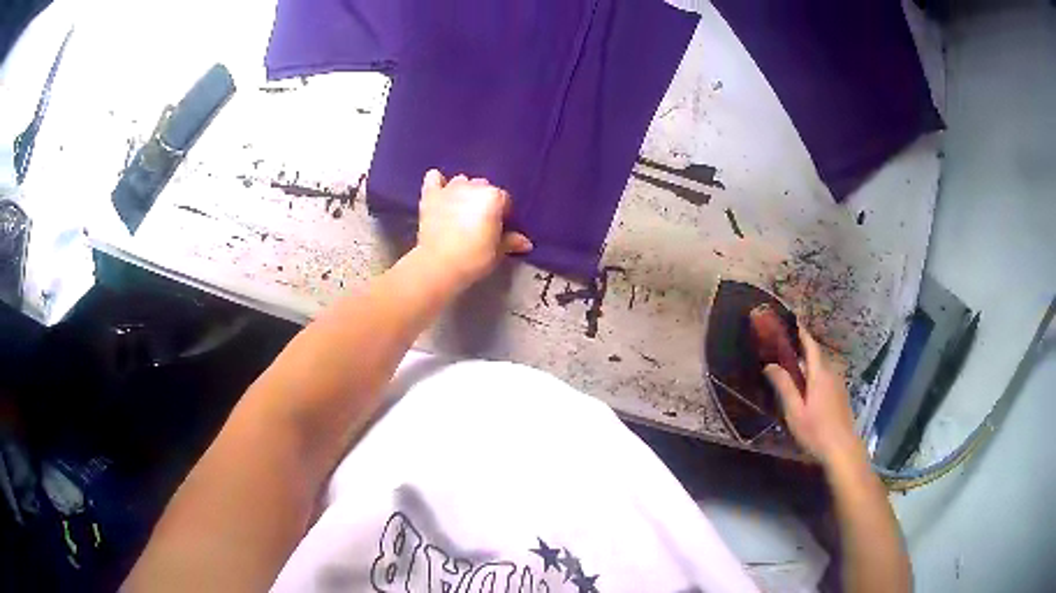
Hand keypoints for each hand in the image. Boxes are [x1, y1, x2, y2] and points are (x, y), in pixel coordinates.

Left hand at [416, 169, 532, 286]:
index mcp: (494, 198)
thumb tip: (526, 243)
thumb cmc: (473, 258)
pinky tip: (441, 193)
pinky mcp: (431, 195)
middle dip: (483, 201)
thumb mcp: (497, 253)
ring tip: (460, 209)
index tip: (499, 227)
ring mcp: (450, 189)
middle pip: (483, 187)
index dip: (503, 214)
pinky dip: (438, 182)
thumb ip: (511, 242)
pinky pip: (434, 177)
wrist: (438, 265)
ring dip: (464, 191)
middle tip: (480, 221)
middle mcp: (473, 187)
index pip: (505, 200)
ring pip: (461, 181)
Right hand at [764, 327, 860, 465]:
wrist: (842, 449)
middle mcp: (831, 373)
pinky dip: (815, 374)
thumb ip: (784, 386)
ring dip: (809, 363)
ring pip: (822, 367)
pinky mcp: (841, 395)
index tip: (791, 320)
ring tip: (793, 367)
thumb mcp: (795, 411)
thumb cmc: (816, 431)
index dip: (801, 332)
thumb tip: (770, 365)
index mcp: (819, 374)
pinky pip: (826, 377)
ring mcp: (839, 384)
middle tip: (784, 347)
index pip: (810, 346)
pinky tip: (807, 388)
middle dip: (802, 348)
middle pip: (816, 355)